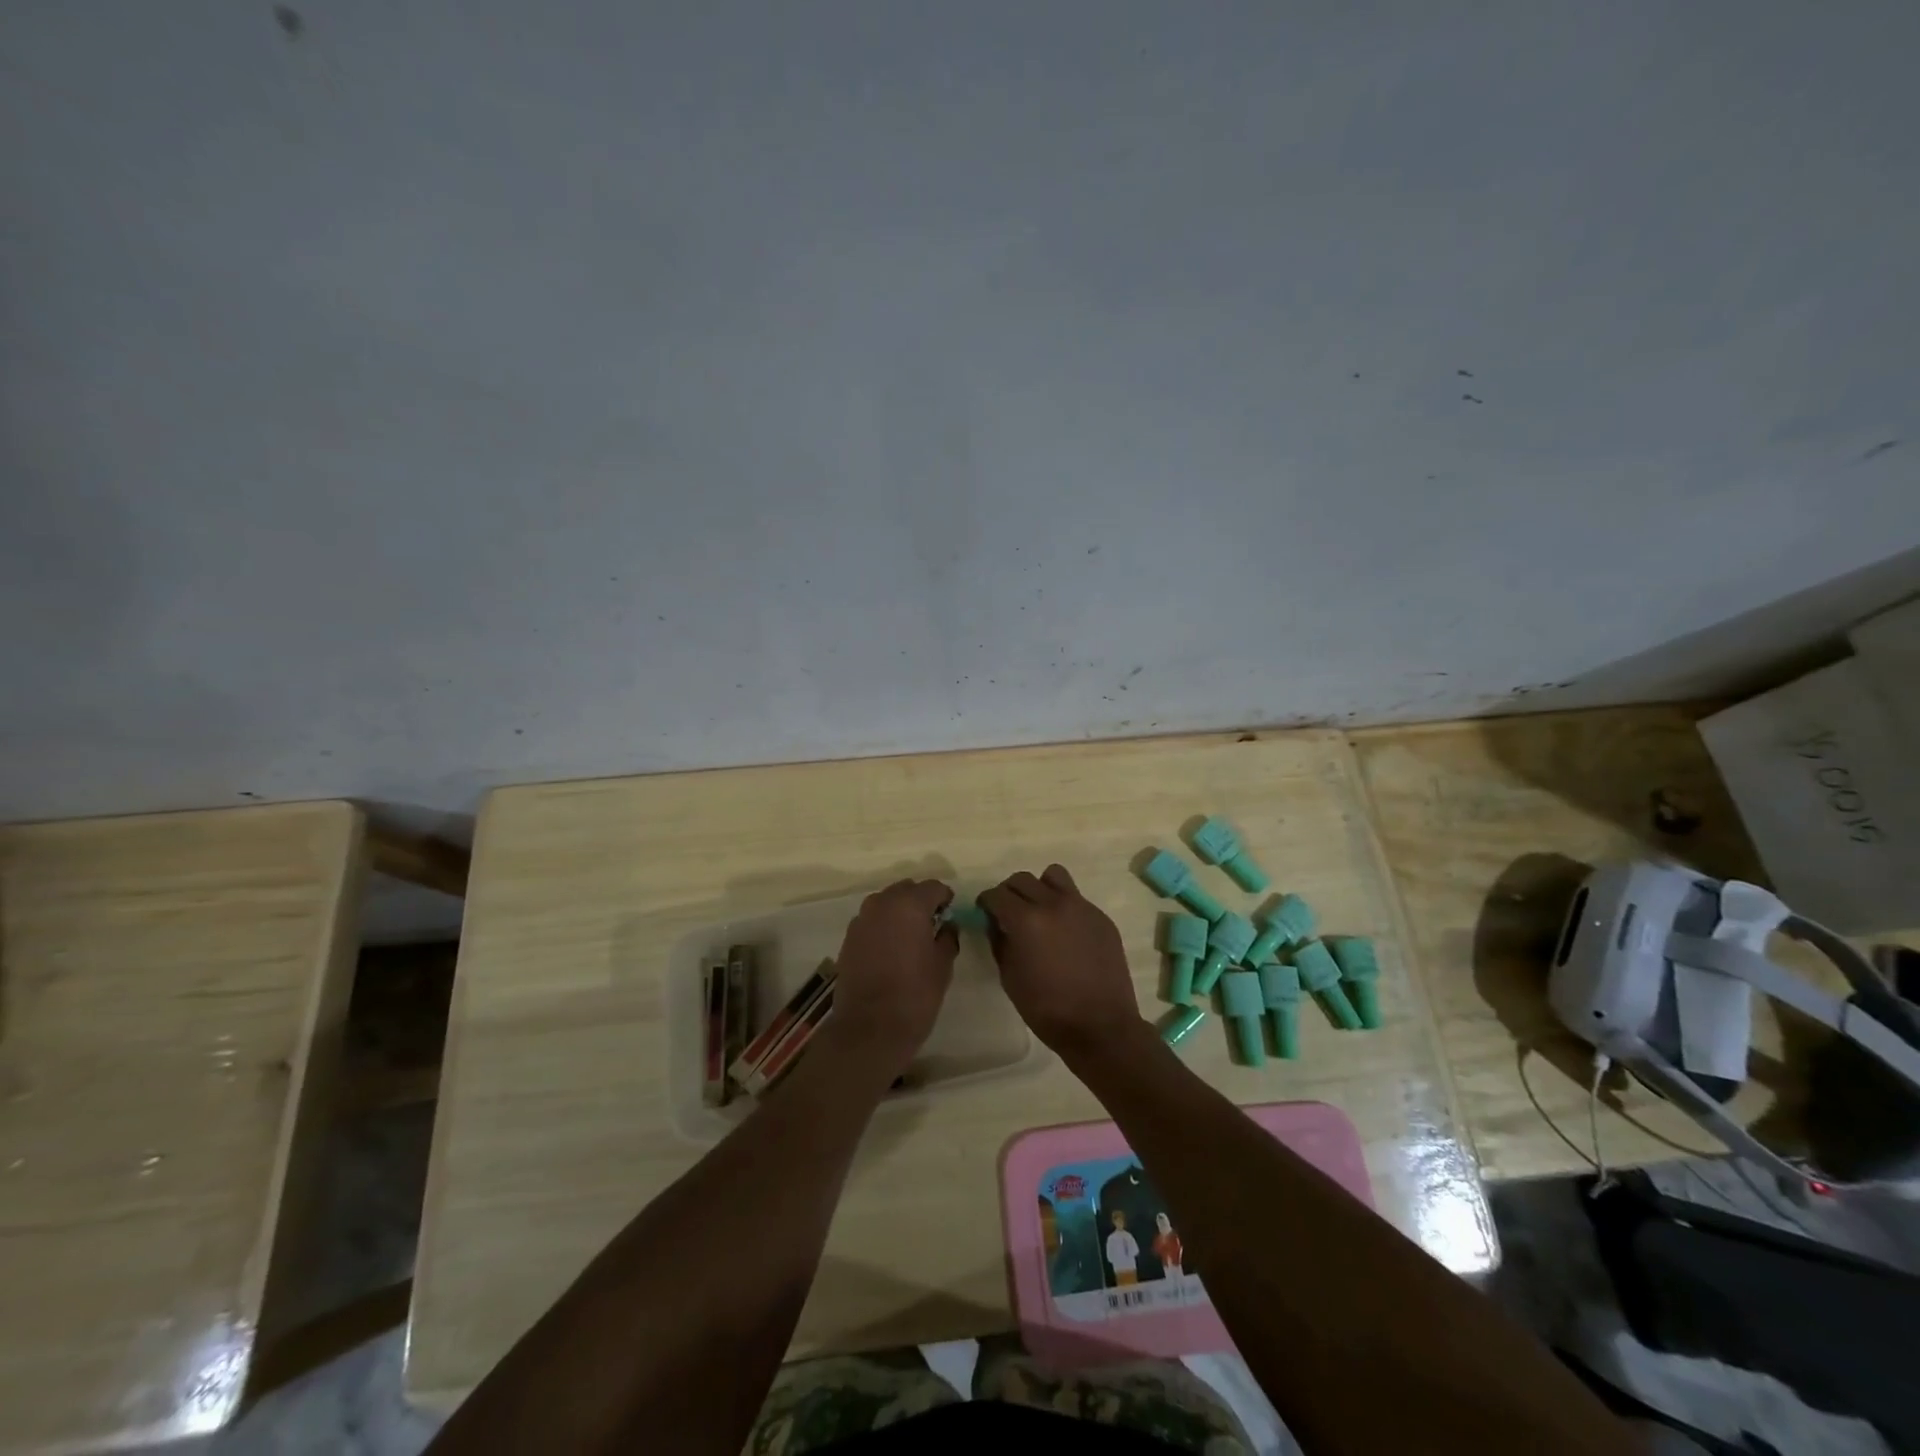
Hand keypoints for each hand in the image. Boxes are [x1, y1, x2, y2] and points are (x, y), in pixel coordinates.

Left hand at [827, 879, 956, 1079]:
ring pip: (886, 903)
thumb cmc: (915, 996)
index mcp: (909, 905)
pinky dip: (883, 926)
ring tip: (911, 937)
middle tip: (932, 924)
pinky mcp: (848, 938)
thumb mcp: (942, 966)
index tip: (951, 914)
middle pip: (906, 890)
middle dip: (920, 901)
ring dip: (899, 912)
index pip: (933, 887)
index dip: (945, 898)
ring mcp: (861, 920)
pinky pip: (871, 920)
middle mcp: (882, 904)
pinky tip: (891, 949)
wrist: (869, 1029)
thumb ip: (947, 937)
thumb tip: (947, 925)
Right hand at [979, 865, 1144, 1063]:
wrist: (1101, 1026)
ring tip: (1040, 911)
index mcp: (1026, 920)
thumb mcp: (1009, 977)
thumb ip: (999, 941)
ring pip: (1054, 876)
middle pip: (1022, 879)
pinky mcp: (1101, 917)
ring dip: (1040, 888)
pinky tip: (1066, 933)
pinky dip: (1064, 906)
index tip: (985, 912)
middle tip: (1008, 912)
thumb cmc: (1047, 1009)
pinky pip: (1076, 898)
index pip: (997, 894)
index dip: (986, 902)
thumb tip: (995, 922)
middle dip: (1009, 893)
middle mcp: (1054, 904)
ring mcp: (1082, 907)